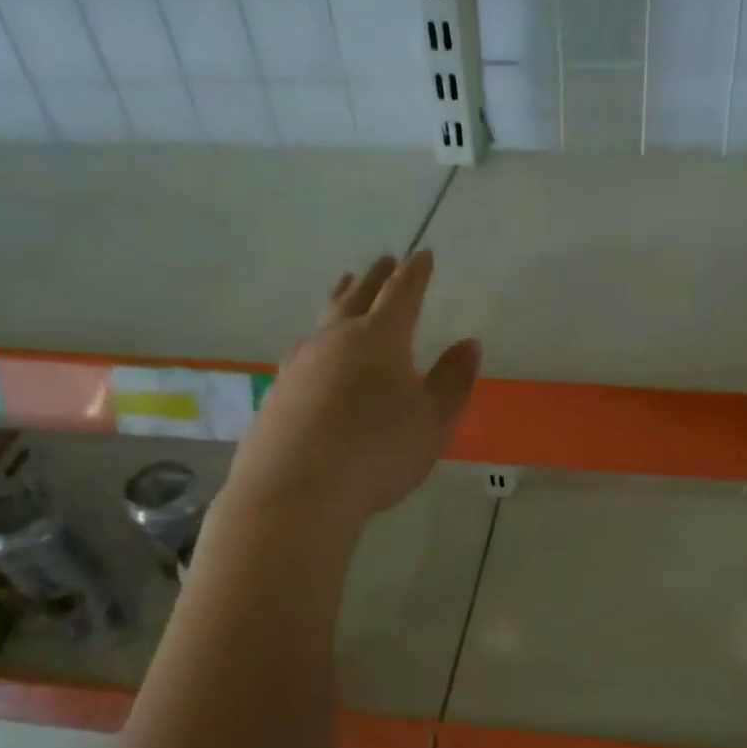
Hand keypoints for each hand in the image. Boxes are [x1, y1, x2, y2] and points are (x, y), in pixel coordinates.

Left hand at [227, 253, 478, 526]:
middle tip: (383, 262)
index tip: (424, 255)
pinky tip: (315, 357)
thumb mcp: (433, 421)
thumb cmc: (378, 452)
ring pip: (323, 322)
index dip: (416, 274)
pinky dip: (318, 344)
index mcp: (380, 339)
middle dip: (374, 278)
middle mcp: (335, 341)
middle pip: (357, 298)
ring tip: (345, 293)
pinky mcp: (277, 393)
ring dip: (339, 302)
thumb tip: (469, 343)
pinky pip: (304, 355)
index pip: (402, 294)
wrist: (297, 492)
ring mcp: (299, 365)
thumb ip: (452, 381)